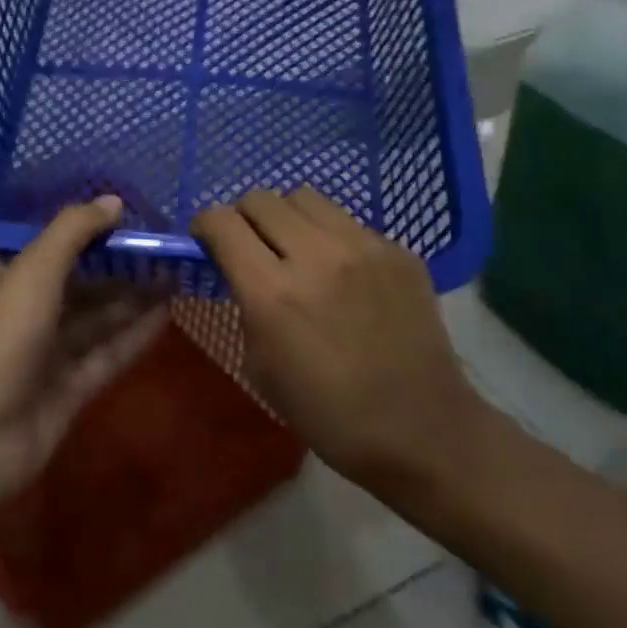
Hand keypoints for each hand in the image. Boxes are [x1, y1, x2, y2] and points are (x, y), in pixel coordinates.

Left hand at [0, 196, 167, 525]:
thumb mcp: (33, 271)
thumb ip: (73, 232)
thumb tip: (114, 200)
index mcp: (5, 279)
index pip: (53, 248)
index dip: (92, 233)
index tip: (134, 221)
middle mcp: (25, 312)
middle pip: (80, 284)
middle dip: (120, 268)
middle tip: (167, 250)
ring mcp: (46, 355)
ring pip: (97, 320)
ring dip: (133, 299)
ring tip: (176, 276)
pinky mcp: (68, 392)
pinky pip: (106, 355)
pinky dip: (133, 336)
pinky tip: (167, 315)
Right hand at [191, 186, 491, 502]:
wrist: (421, 430)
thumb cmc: (328, 413)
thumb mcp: (260, 366)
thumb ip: (245, 304)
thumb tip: (241, 271)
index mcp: (272, 293)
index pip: (221, 221)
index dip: (205, 226)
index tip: (208, 242)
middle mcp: (315, 256)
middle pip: (261, 198)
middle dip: (244, 218)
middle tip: (252, 247)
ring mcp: (363, 247)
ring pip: (305, 197)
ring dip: (288, 218)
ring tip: (297, 249)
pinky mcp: (398, 250)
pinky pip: (348, 222)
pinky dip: (331, 237)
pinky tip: (343, 273)